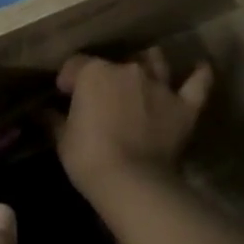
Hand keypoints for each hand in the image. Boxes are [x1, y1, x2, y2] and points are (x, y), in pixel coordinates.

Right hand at [54, 48, 212, 200]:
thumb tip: (43, 112)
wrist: (131, 181)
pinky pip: (198, 83)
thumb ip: (54, 121)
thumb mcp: (62, 139)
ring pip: (155, 62)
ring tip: (144, 69)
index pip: (76, 65)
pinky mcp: (184, 106)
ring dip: (149, 63)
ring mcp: (159, 86)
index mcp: (94, 73)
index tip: (64, 95)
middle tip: (102, 96)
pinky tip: (200, 66)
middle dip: (107, 75)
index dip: (68, 80)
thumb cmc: (88, 158)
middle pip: (115, 63)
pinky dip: (199, 74)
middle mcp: (128, 70)